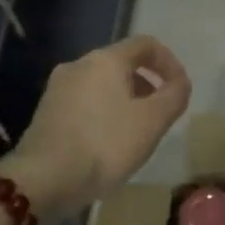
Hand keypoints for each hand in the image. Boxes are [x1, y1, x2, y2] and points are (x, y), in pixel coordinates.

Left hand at [2, 35, 190, 216]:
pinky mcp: (46, 113)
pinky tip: (108, 143)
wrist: (44, 179)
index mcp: (105, 60)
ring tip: (136, 132)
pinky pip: (84, 103)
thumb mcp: (153, 121)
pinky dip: (104, 113)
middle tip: (160, 114)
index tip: (180, 89)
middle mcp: (78, 65)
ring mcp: (57, 89)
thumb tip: (179, 84)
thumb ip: (174, 96)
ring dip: (126, 100)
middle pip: (122, 64)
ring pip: (102, 84)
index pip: (146, 45)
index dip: (170, 62)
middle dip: (147, 84)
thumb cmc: (105, 144)